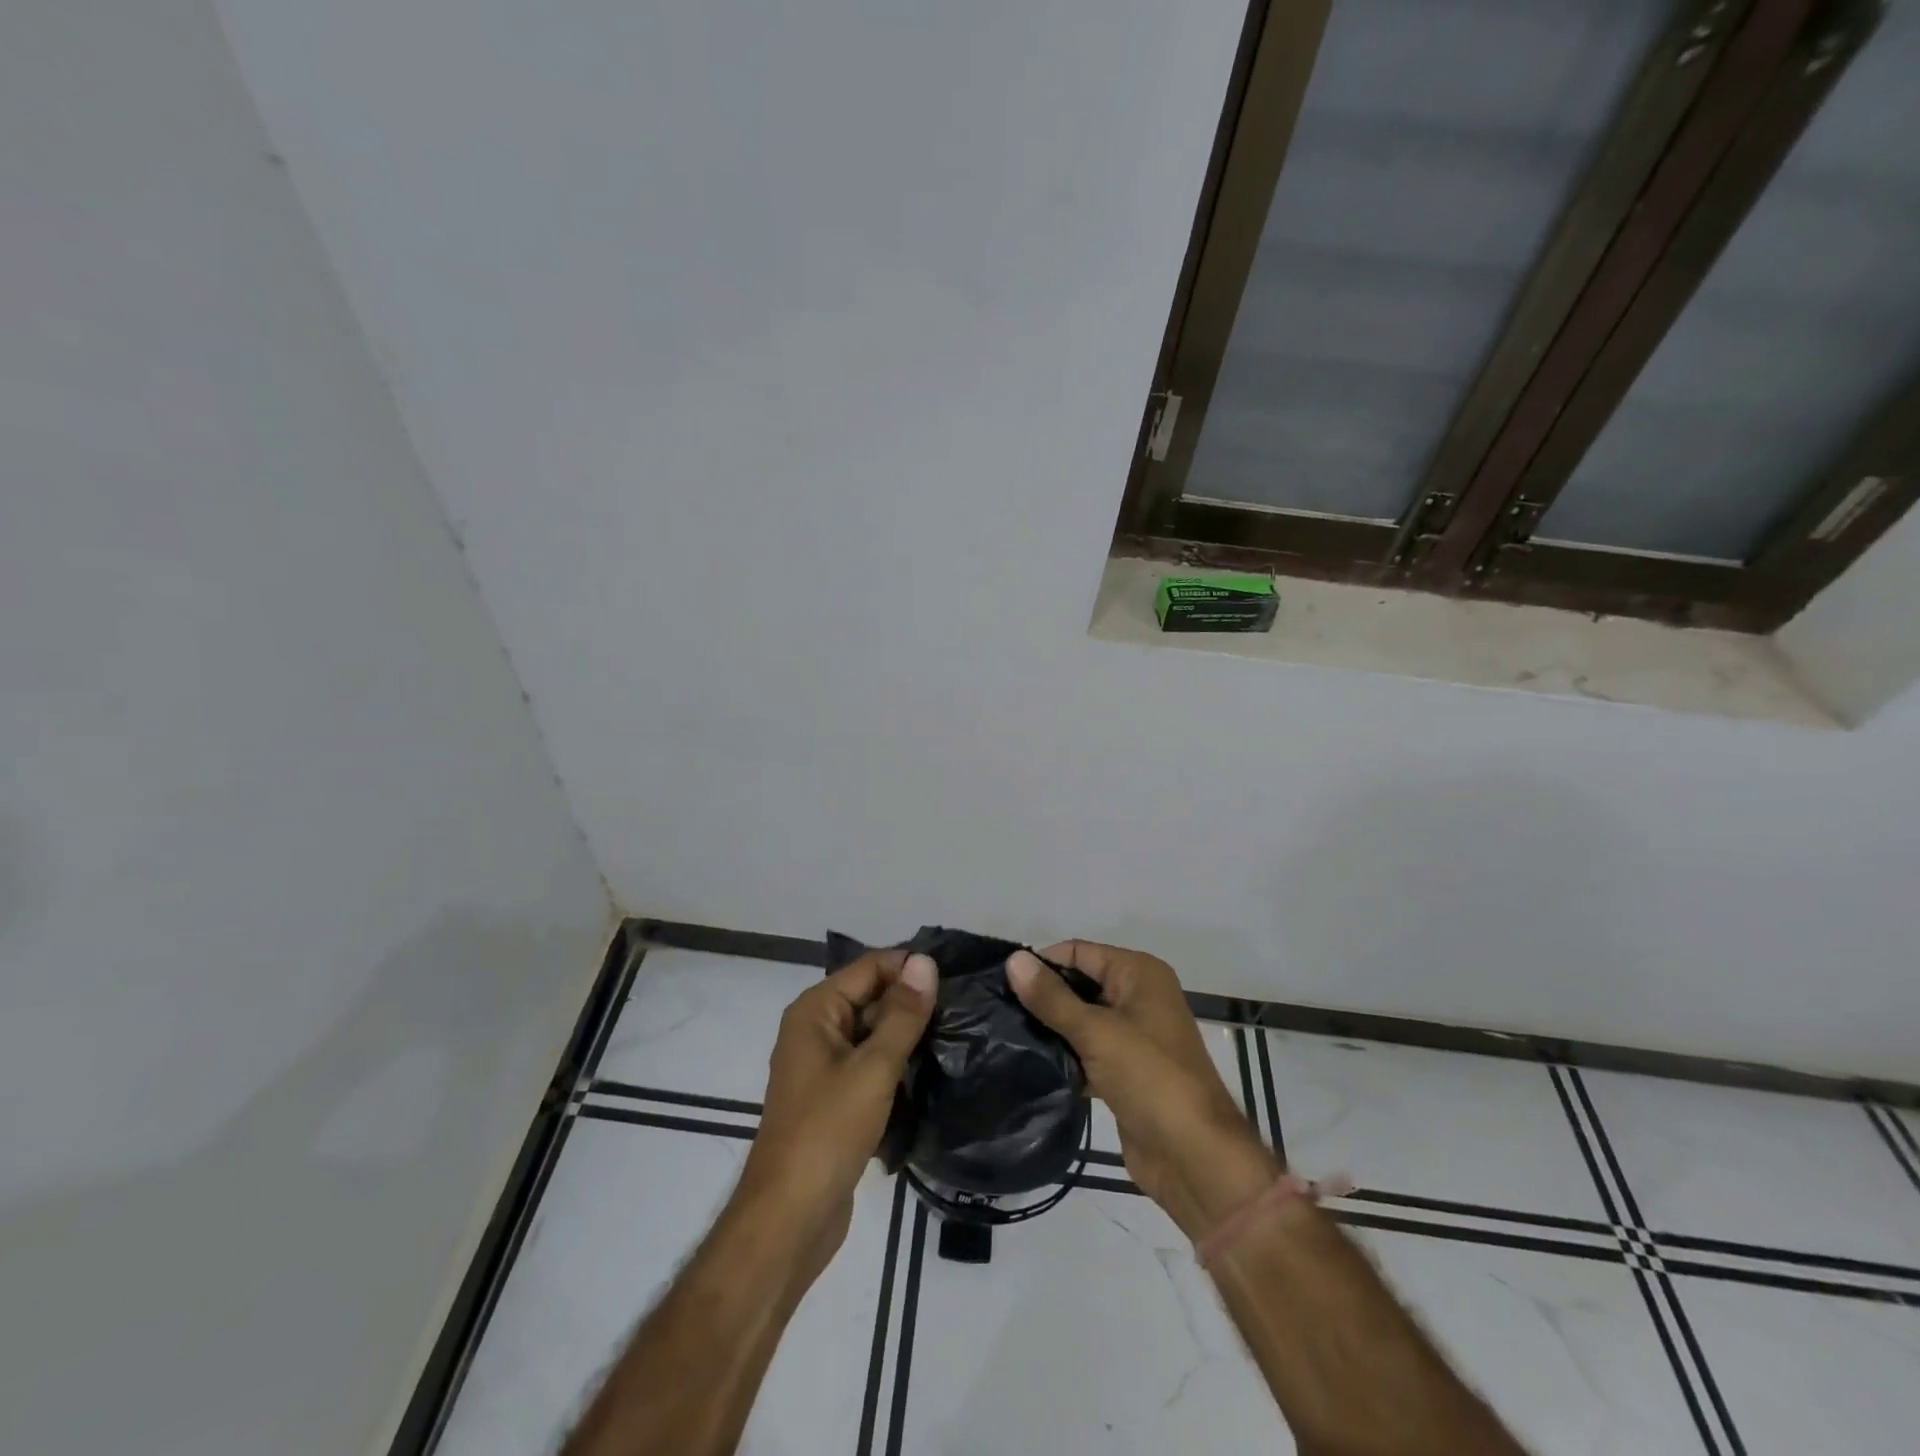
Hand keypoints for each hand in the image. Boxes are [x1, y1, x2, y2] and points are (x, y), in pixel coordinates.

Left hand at [739, 949, 936, 1274]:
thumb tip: (925, 962)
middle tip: (963, 1010)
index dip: (910, 968)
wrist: (789, 1219)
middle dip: (912, 1001)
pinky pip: (870, 1063)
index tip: (956, 978)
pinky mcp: (834, 1097)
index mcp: (816, 1010)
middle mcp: (816, 1028)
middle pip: (872, 996)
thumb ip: (903, 1014)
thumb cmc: (827, 1132)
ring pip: (874, 1032)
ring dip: (908, 1035)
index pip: (870, 966)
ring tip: (956, 1036)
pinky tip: (931, 1071)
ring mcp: (823, 1064)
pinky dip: (896, 1064)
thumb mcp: (873, 1068)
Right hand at [1008, 941, 1275, 1236]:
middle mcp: (1138, 996)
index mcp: (1139, 973)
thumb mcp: (1096, 1032)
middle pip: (1080, 983)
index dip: (1042, 962)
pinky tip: (1029, 1064)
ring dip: (1051, 1028)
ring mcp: (1133, 1035)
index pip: (1079, 952)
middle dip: (1044, 995)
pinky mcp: (1125, 1071)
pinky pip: (1087, 1051)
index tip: (1000, 981)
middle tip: (997, 1009)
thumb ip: (1051, 997)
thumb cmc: (1150, 1077)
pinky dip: (1064, 1055)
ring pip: (1081, 1019)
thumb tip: (1014, 959)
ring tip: (1004, 1034)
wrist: (1194, 1157)